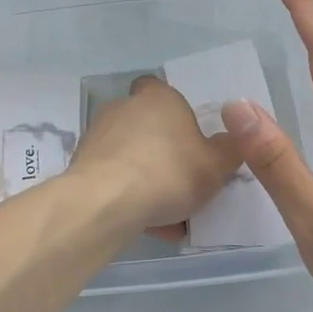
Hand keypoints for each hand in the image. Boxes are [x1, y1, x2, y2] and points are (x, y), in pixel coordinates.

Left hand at [68, 75, 241, 234]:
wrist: (106, 200)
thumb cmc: (168, 172)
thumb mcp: (216, 165)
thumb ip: (229, 150)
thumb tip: (231, 139)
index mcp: (158, 98)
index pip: (159, 88)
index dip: (172, 110)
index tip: (186, 137)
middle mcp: (124, 107)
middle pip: (146, 126)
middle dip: (162, 153)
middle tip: (182, 184)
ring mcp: (99, 134)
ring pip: (130, 156)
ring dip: (145, 179)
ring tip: (166, 216)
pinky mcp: (81, 163)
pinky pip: (112, 177)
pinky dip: (126, 195)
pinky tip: (143, 223)